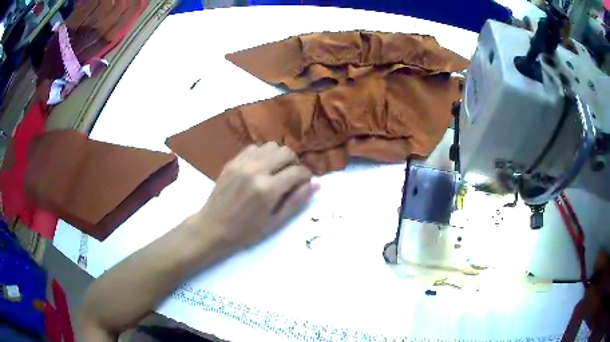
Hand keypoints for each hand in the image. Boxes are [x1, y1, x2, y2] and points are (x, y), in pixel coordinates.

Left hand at [196, 142, 318, 249]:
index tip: (305, 183)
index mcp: (268, 189)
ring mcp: (242, 163)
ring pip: (271, 146)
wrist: (212, 228)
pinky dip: (263, 154)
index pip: (297, 171)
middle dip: (294, 163)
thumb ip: (296, 202)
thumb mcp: (275, 223)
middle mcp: (256, 170)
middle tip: (292, 177)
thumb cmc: (245, 232)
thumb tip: (316, 185)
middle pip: (286, 152)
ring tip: (276, 171)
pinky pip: (254, 148)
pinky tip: (260, 168)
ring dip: (279, 156)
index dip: (307, 176)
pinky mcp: (232, 162)